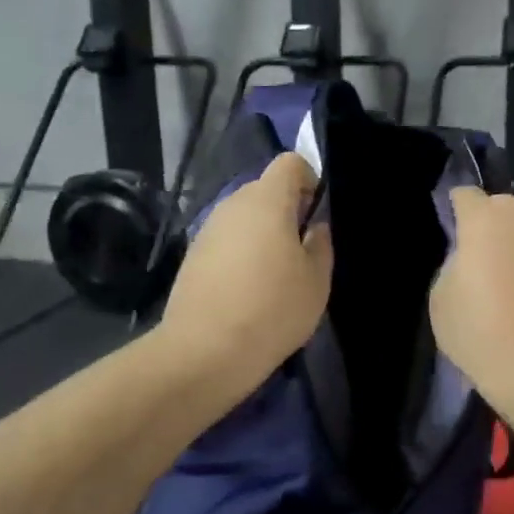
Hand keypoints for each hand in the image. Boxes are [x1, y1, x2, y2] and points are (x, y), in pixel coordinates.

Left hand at [159, 152, 332, 384]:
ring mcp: (208, 229)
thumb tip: (314, 227)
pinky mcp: (193, 256)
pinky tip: (248, 291)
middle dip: (287, 211)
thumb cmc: (273, 309)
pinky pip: (226, 241)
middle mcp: (233, 204)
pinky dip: (241, 254)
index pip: (290, 163)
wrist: (205, 351)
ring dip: (263, 235)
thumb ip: (321, 244)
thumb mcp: (316, 281)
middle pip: (265, 191)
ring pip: (244, 218)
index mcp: (267, 200)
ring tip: (276, 276)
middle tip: (302, 251)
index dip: (309, 180)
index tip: (318, 215)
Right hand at [430, 188, 513, 390]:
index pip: (465, 195)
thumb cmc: (480, 329)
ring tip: (503, 280)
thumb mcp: (441, 297)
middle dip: (488, 224)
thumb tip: (469, 259)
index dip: (454, 209)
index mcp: (485, 218)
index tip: (450, 232)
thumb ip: (453, 264)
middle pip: (501, 207)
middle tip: (475, 258)